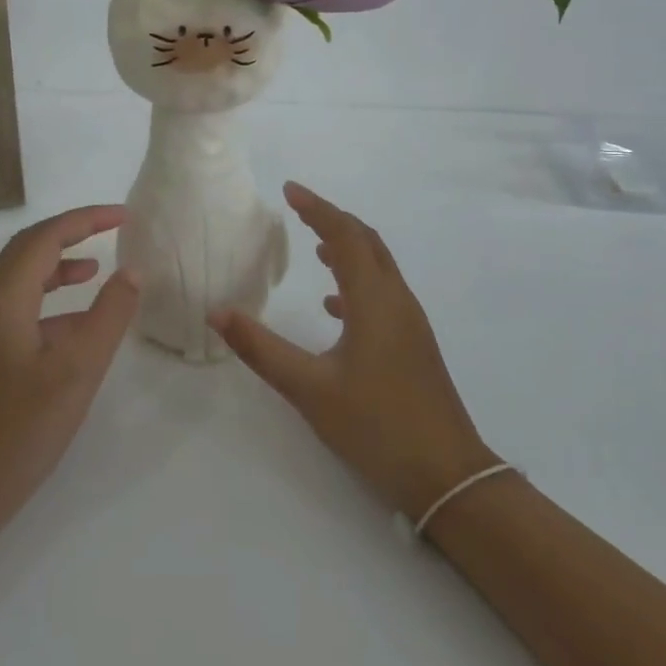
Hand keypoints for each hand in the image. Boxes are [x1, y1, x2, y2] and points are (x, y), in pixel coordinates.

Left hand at [0, 206, 141, 535]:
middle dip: (71, 233)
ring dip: (59, 265)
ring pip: (22, 278)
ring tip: (97, 268)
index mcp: (3, 300)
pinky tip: (79, 323)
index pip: (45, 238)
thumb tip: (132, 272)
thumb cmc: (22, 429)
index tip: (124, 216)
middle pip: (27, 249)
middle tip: (111, 229)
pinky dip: (52, 299)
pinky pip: (21, 307)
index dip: (85, 220)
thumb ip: (109, 316)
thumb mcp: (78, 370)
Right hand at [211, 182, 499, 520]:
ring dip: (348, 250)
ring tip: (316, 250)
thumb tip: (218, 312)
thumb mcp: (309, 389)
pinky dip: (357, 284)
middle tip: (300, 210)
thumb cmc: (377, 425)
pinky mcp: (414, 345)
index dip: (317, 208)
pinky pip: (383, 295)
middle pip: (367, 243)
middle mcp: (397, 301)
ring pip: (379, 268)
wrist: (447, 475)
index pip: (344, 236)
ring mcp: (411, 323)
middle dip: (334, 221)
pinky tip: (335, 307)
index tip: (289, 191)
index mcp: (374, 300)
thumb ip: (261, 349)